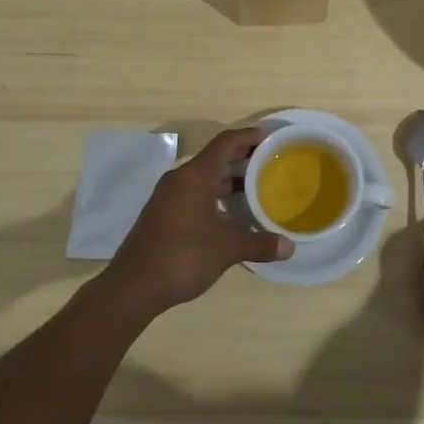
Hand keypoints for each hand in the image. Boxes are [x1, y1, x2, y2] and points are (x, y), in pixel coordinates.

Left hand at [103, 128, 292, 313]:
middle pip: (216, 158)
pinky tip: (233, 215)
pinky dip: (217, 197)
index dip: (250, 136)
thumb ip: (259, 243)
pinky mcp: (164, 214)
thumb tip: (290, 247)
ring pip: (206, 178)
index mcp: (195, 176)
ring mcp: (169, 197)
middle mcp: (181, 179)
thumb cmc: (182, 256)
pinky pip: (196, 194)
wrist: (133, 286)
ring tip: (258, 188)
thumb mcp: (226, 249)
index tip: (272, 138)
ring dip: (231, 180)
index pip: (226, 142)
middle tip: (272, 163)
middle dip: (244, 158)